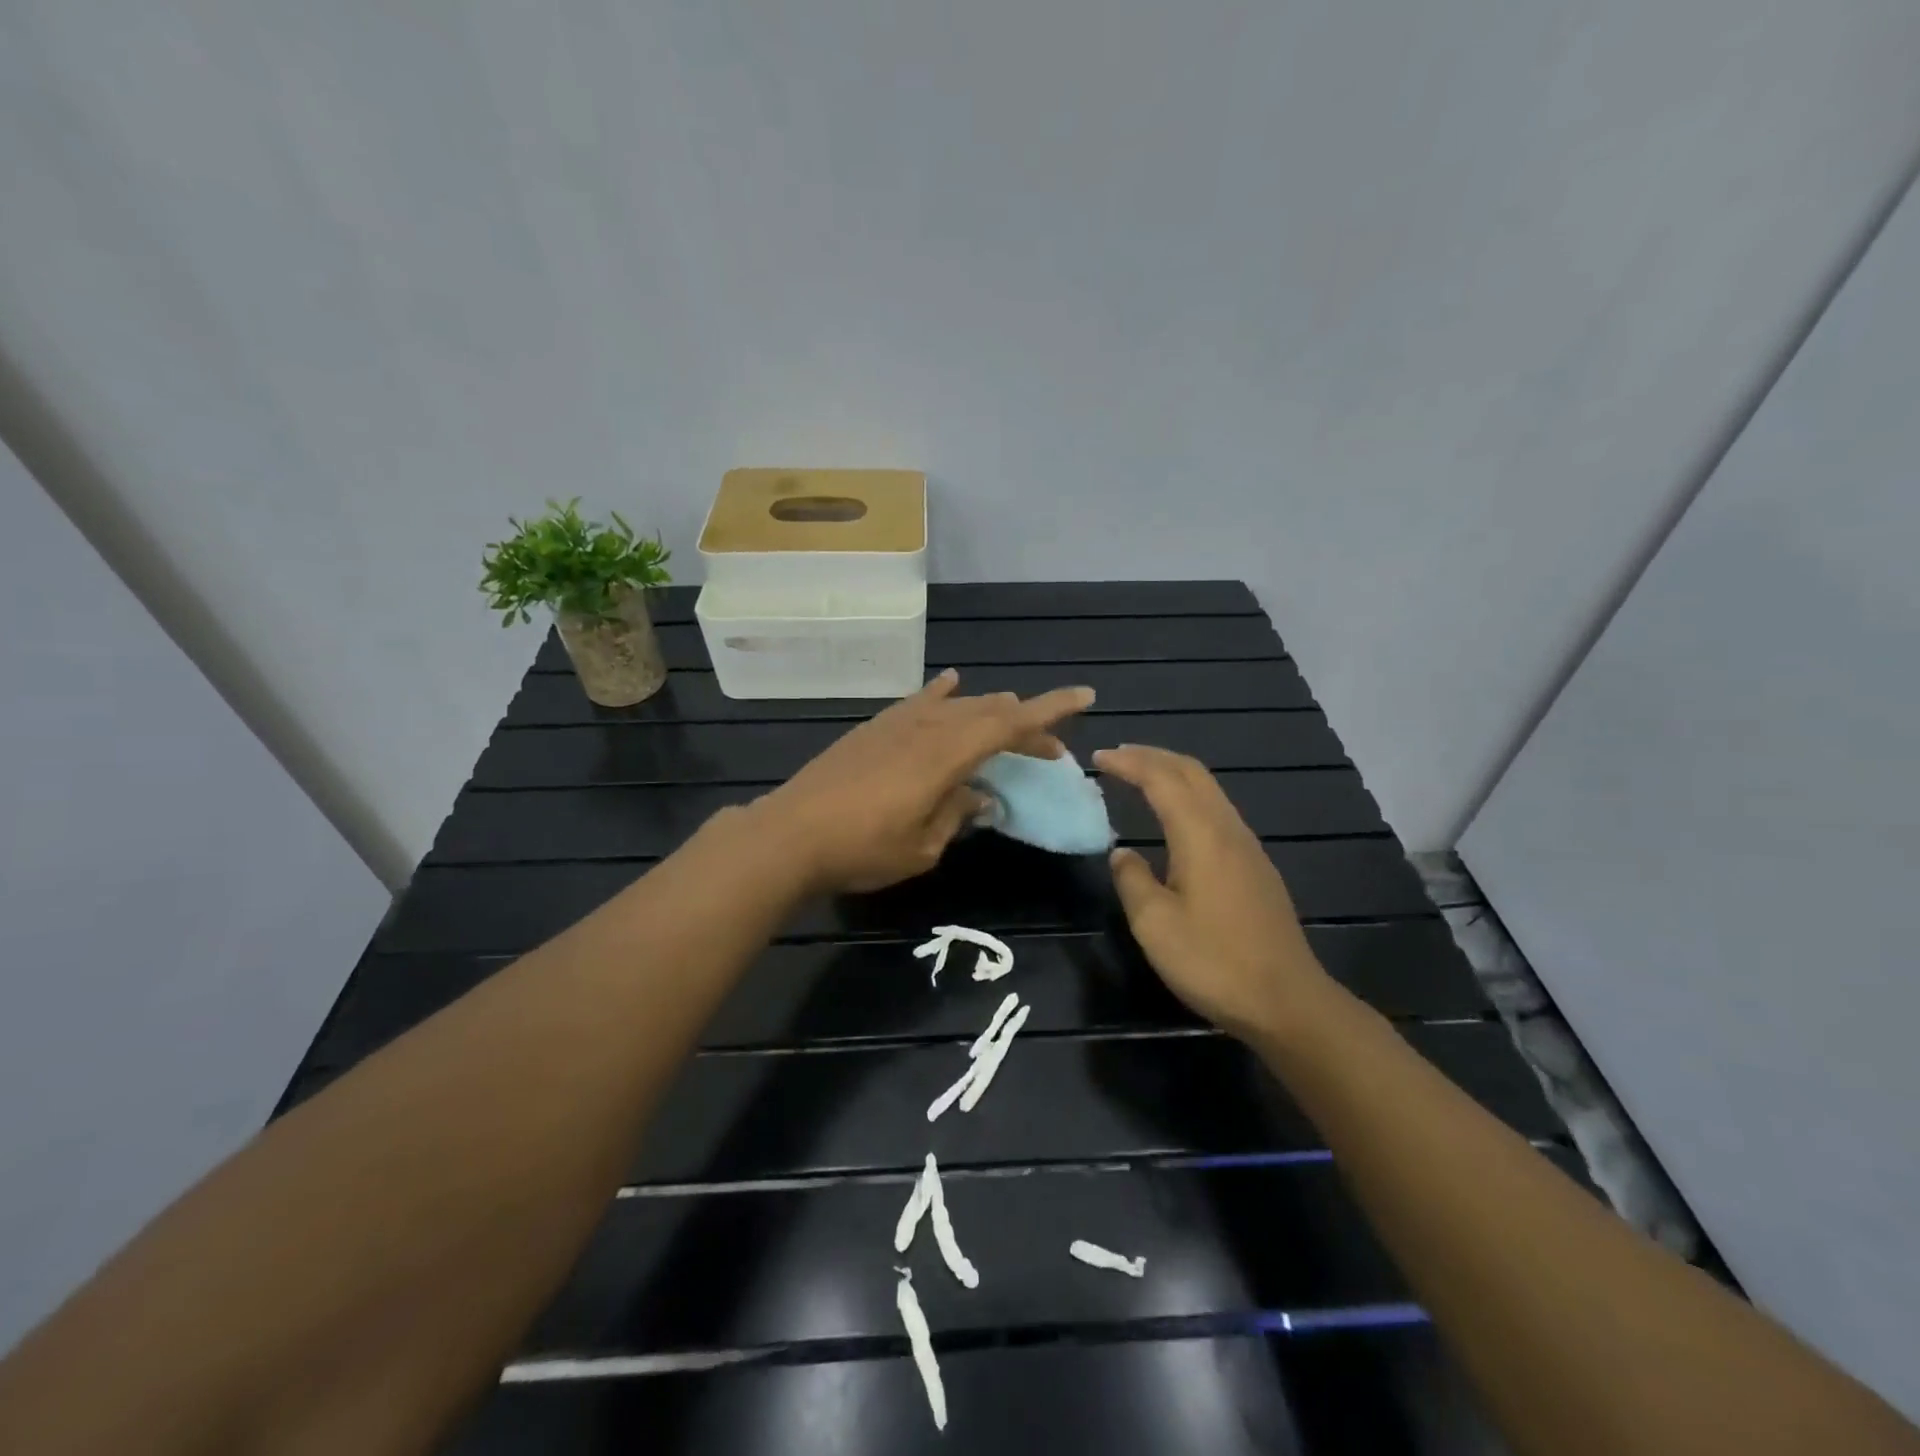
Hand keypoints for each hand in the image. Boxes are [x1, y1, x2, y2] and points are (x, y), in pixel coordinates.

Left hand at [753, 669, 1095, 894]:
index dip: (1050, 711)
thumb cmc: (862, 850)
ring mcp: (896, 723)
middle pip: (988, 713)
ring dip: (989, 711)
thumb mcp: (923, 846)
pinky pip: (918, 701)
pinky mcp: (874, 728)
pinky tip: (952, 683)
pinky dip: (941, 693)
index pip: (1009, 724)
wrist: (789, 834)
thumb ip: (958, 814)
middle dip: (1025, 726)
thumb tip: (980, 798)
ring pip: (956, 705)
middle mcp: (927, 728)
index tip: (1085, 697)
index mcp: (946, 755)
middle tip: (1050, 750)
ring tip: (1011, 718)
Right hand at [1093, 744, 1333, 1043]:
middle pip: (1192, 772)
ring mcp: (1248, 848)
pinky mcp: (1257, 868)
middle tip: (1117, 756)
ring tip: (1141, 777)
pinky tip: (1175, 819)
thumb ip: (1132, 880)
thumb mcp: (1155, 924)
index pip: (1161, 779)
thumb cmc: (1213, 961)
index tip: (1098, 757)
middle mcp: (1228, 830)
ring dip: (1173, 774)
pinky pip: (1217, 811)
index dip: (1128, 763)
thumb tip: (1123, 853)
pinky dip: (1188, 797)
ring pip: (1209, 790)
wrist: (1287, 1002)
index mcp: (1201, 835)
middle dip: (1153, 756)